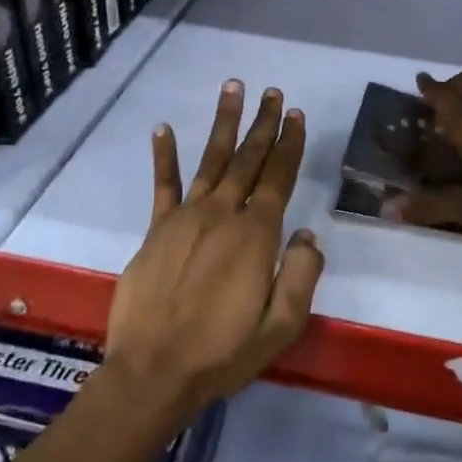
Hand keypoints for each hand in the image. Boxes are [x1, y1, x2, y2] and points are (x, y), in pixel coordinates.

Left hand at [105, 81, 324, 413]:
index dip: (290, 144)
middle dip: (263, 124)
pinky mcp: (156, 230)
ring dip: (224, 123)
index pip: (279, 177)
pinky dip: (163, 155)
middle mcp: (223, 214)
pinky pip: (163, 185)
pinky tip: (163, 128)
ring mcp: (186, 217)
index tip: (296, 115)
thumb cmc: (223, 353)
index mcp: (256, 235)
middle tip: (271, 92)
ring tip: (232, 89)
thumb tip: (307, 234)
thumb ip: (302, 275)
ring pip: (211, 159)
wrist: (153, 372)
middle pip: (248, 159)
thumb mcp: (281, 327)